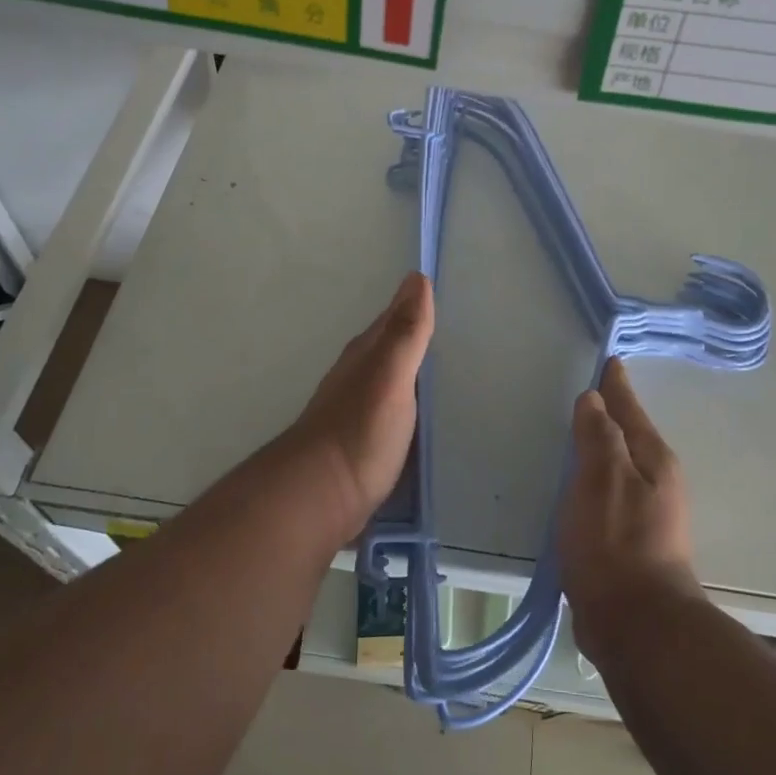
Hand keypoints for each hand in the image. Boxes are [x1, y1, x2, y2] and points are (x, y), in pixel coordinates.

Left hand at [281, 272, 433, 539]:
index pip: (394, 319)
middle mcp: (359, 376)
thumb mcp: (389, 376)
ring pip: (391, 379)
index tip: (443, 292)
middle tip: (455, 330)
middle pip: (391, 348)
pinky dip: (410, 403)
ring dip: (413, 371)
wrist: (319, 497)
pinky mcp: (363, 441)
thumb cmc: (359, 431)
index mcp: (366, 355)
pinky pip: (394, 409)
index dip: (415, 306)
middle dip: (416, 337)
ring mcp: (358, 410)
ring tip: (446, 370)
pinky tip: (424, 414)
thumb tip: (417, 277)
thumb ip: (405, 332)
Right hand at [559, 359, 701, 661]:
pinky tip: (579, 485)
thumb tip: (595, 399)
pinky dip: (595, 478)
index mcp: (653, 459)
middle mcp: (657, 480)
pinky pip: (610, 492)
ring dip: (603, 446)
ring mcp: (647, 512)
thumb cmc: (616, 543)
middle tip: (590, 392)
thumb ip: (597, 436)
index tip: (609, 360)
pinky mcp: (632, 540)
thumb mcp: (601, 479)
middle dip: (612, 412)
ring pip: (620, 464)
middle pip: (629, 434)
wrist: (636, 626)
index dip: (615, 384)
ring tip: (580, 433)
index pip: (629, 408)